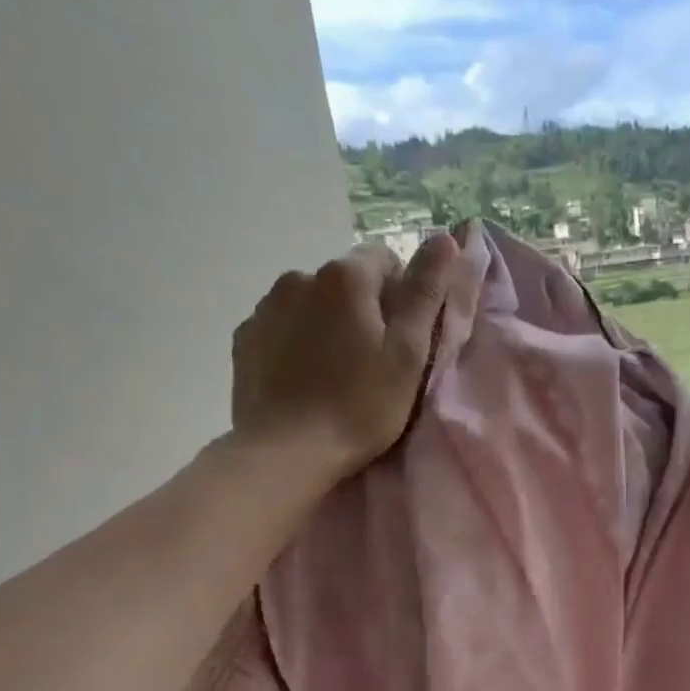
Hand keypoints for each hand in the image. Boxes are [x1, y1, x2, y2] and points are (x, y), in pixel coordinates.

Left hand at [230, 225, 475, 485]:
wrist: (286, 453)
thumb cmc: (360, 406)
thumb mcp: (407, 352)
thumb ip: (425, 291)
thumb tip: (444, 237)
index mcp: (345, 277)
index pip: (385, 258)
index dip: (402, 294)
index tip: (403, 337)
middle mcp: (299, 277)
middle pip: (346, 281)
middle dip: (363, 309)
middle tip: (372, 361)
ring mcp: (265, 307)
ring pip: (311, 302)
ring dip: (328, 323)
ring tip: (335, 372)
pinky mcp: (245, 339)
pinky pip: (282, 326)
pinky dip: (297, 341)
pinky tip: (304, 378)